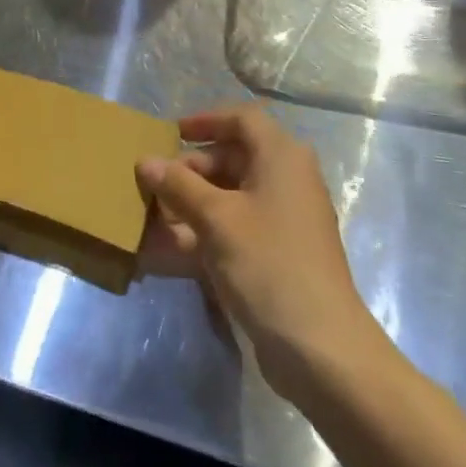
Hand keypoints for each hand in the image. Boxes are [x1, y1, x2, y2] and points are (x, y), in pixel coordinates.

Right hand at [138, 105, 378, 398]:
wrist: (321, 348)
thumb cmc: (268, 263)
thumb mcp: (216, 219)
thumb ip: (178, 186)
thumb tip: (144, 160)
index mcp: (281, 156)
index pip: (241, 119)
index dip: (205, 121)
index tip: (170, 133)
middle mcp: (289, 178)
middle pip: (235, 156)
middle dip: (192, 169)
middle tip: (157, 185)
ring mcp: (287, 217)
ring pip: (234, 194)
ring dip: (195, 202)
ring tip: (157, 216)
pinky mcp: (282, 252)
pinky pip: (239, 225)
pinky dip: (209, 229)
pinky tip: (175, 246)